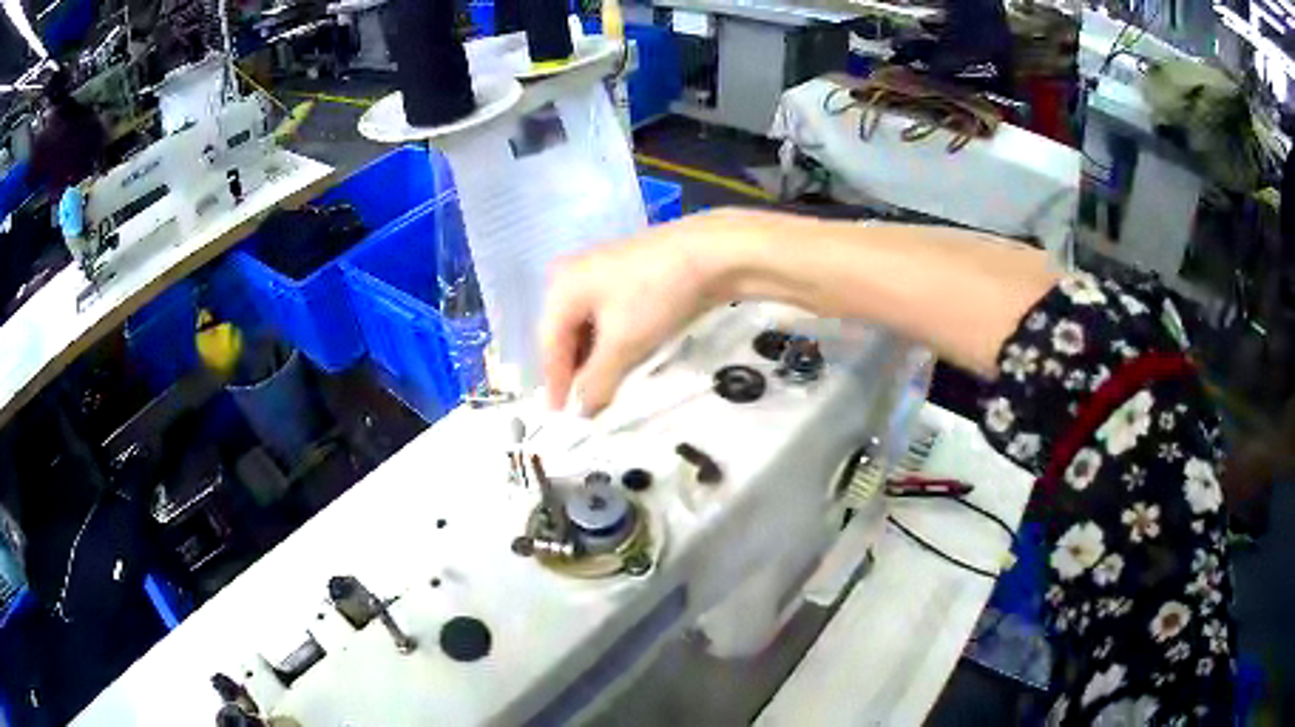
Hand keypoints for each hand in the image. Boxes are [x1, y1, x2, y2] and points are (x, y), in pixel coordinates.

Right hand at [541, 210, 758, 412]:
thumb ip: (596, 382)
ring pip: (586, 325)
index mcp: (561, 288)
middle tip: (582, 405)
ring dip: (593, 358)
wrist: (711, 252)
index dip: (555, 382)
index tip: (560, 415)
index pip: (549, 345)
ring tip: (602, 387)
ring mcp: (599, 271)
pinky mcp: (624, 273)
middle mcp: (571, 275)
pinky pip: (605, 314)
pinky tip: (620, 358)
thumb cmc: (656, 296)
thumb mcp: (623, 345)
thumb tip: (583, 412)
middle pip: (565, 333)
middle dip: (574, 370)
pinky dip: (609, 340)